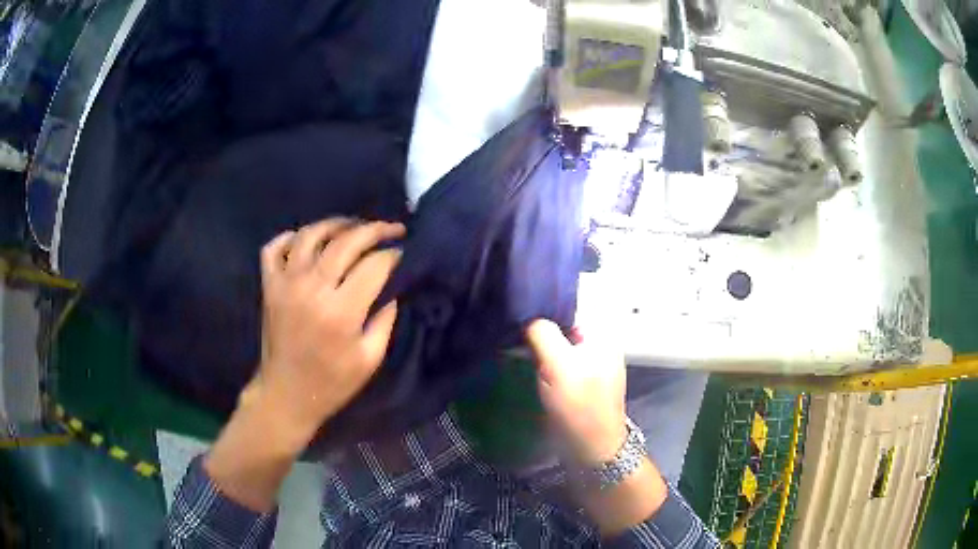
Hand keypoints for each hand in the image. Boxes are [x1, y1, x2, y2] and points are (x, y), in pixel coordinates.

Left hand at [247, 218, 405, 445]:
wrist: (286, 394)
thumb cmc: (332, 383)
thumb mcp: (370, 359)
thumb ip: (385, 319)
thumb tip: (392, 286)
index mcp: (341, 312)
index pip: (374, 265)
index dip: (394, 254)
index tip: (405, 253)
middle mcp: (311, 288)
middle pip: (345, 241)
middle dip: (374, 229)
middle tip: (392, 229)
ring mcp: (285, 283)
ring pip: (310, 234)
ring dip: (336, 224)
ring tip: (354, 226)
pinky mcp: (268, 286)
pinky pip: (273, 247)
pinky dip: (289, 237)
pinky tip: (305, 241)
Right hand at [525, 319, 627, 464]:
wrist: (593, 449)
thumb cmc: (580, 406)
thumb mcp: (559, 366)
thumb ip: (543, 334)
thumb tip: (527, 319)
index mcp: (601, 332)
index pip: (567, 305)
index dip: (540, 307)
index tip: (515, 313)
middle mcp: (598, 342)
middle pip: (561, 324)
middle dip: (537, 327)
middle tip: (509, 332)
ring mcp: (590, 362)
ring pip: (557, 343)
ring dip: (537, 345)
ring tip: (513, 346)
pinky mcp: (580, 379)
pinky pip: (557, 360)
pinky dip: (542, 360)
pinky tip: (526, 365)